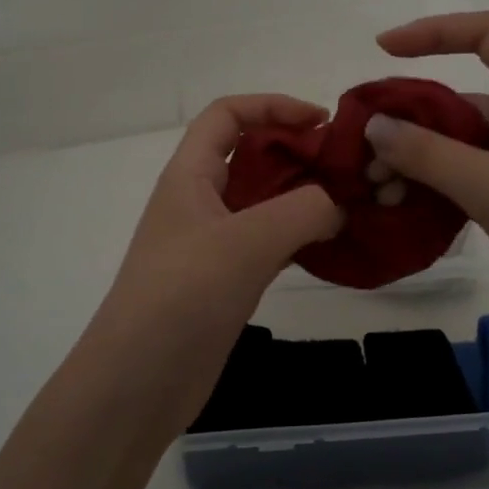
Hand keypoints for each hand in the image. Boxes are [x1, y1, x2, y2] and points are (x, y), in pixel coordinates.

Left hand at [82, 96, 343, 431]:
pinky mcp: (225, 281)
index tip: (322, 120)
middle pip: (250, 156)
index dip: (273, 106)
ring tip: (351, 204)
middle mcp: (199, 201)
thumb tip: (339, 206)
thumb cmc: (182, 297)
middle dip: (298, 152)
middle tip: (347, 169)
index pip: (227, 115)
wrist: (137, 382)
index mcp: (190, 175)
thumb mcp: (245, 241)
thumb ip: (303, 210)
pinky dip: (300, 236)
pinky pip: (268, 243)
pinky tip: (332, 246)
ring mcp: (212, 243)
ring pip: (263, 202)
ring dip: (303, 196)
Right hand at [365, 11, 488, 359]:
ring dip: (422, 162)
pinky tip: (409, 211)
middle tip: (365, 152)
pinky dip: (442, 190)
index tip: (384, 49)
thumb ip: (429, 154)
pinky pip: (475, 181)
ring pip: (466, 146)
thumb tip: (374, 126)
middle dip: (412, 119)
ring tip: (379, 190)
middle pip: (465, 97)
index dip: (436, 31)